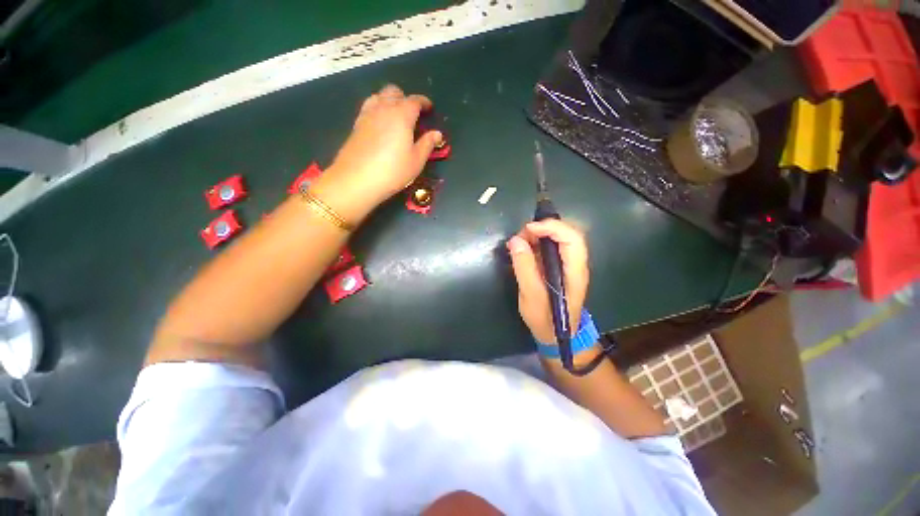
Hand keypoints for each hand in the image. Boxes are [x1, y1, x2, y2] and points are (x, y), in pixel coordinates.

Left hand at [324, 84, 442, 206]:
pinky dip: (377, 109)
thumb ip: (427, 144)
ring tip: (395, 116)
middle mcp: (383, 108)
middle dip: (405, 98)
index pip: (414, 100)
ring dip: (389, 100)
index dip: (423, 102)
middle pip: (394, 92)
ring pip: (378, 96)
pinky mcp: (356, 124)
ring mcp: (367, 115)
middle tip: (412, 113)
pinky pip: (369, 107)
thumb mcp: (416, 161)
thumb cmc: (393, 171)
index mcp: (402, 115)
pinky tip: (380, 124)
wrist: (357, 179)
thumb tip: (437, 133)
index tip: (429, 108)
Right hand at [507, 220, 588, 344]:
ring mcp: (567, 265)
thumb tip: (515, 240)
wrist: (554, 335)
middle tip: (520, 237)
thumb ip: (524, 267)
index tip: (529, 229)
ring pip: (557, 239)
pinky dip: (535, 243)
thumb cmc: (545, 319)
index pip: (572, 238)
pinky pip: (550, 248)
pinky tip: (522, 250)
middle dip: (543, 229)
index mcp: (574, 271)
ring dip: (537, 235)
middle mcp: (575, 264)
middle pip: (566, 234)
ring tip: (518, 243)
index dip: (552, 227)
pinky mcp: (558, 267)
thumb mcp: (531, 295)